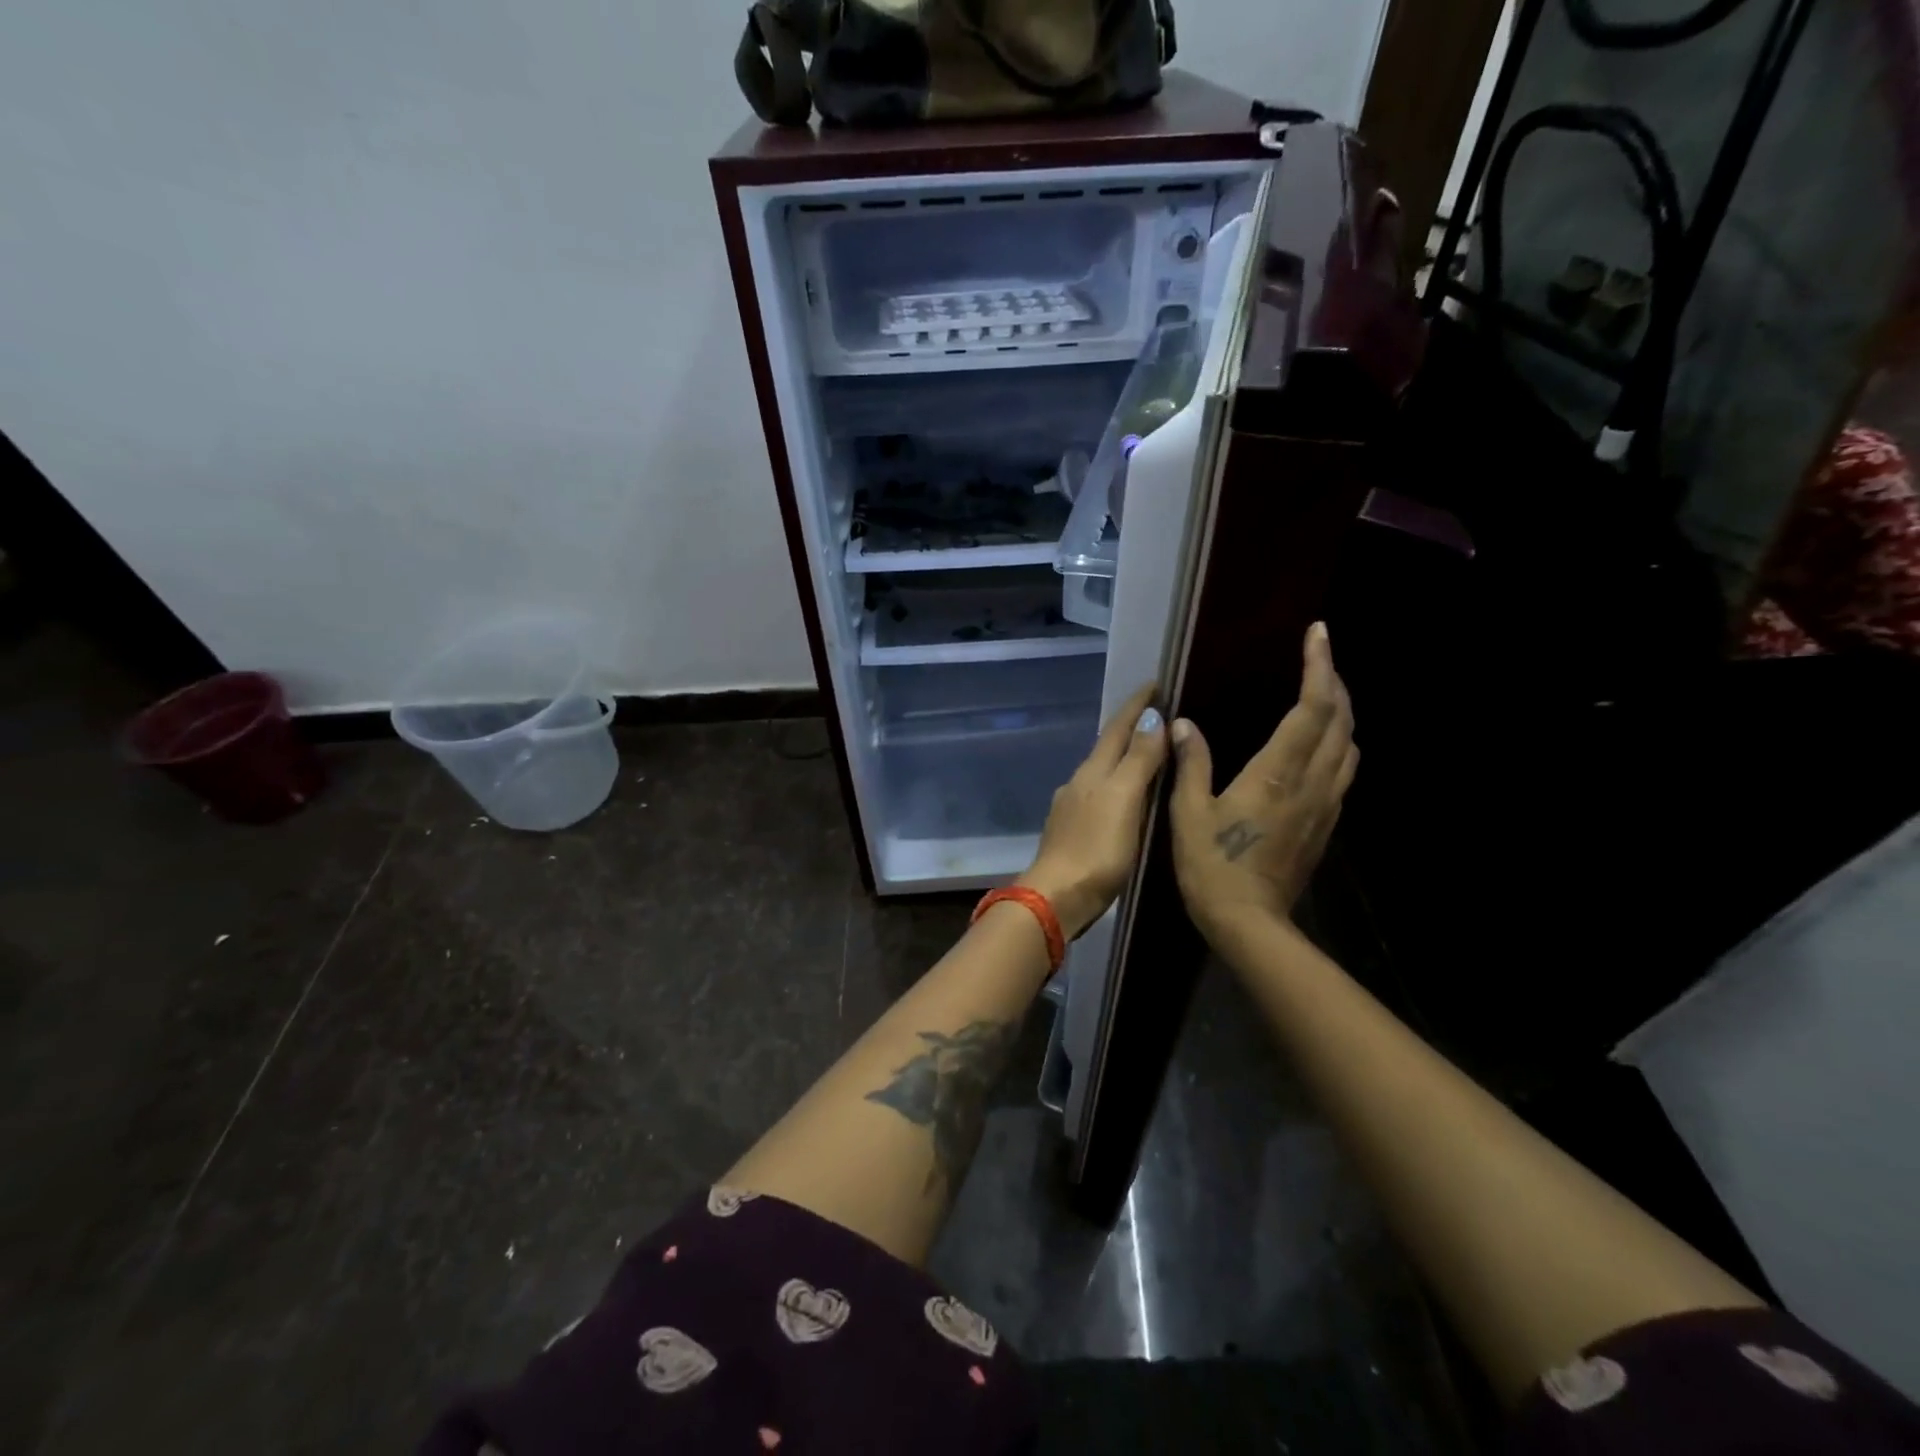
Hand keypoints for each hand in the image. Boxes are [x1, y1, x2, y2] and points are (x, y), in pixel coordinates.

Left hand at [1020, 684, 1169, 939]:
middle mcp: (1079, 782)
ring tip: (1149, 751)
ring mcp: (1073, 807)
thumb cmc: (1097, 848)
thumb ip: (1138, 759)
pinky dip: (1118, 785)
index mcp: (1093, 771)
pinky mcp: (1073, 832)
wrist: (1057, 897)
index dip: (1136, 704)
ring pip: (1103, 771)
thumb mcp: (1124, 800)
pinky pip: (1101, 796)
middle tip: (1158, 711)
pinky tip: (1126, 798)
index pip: (1117, 727)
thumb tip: (1151, 717)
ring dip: (1125, 756)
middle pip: (1108, 746)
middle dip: (1131, 726)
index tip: (1155, 682)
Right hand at [1168, 622, 1357, 940]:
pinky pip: (1343, 770)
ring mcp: (1325, 805)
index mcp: (1277, 773)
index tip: (1317, 633)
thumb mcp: (1189, 813)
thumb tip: (1182, 725)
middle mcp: (1311, 782)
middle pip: (1341, 720)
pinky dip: (1339, 742)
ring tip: (1323, 694)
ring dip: (1343, 712)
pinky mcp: (1325, 824)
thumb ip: (1191, 764)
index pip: (1312, 708)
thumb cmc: (1212, 866)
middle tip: (1318, 656)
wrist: (1250, 923)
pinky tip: (1319, 745)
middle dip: (1334, 681)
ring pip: (1350, 746)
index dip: (1318, 666)